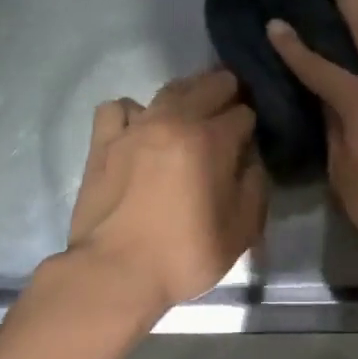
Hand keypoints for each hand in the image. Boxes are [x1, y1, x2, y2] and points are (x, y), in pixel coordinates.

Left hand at [66, 69, 267, 313]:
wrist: (115, 272)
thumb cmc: (184, 255)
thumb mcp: (241, 230)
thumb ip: (254, 186)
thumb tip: (250, 160)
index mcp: (211, 141)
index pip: (243, 113)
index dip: (252, 124)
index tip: (251, 140)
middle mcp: (173, 121)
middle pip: (208, 86)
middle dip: (227, 92)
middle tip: (232, 109)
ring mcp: (134, 128)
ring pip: (167, 90)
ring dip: (188, 94)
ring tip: (193, 111)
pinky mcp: (102, 142)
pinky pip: (119, 108)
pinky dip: (134, 112)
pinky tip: (140, 128)